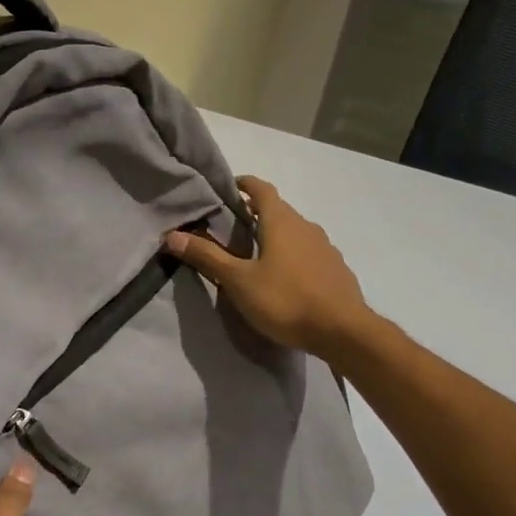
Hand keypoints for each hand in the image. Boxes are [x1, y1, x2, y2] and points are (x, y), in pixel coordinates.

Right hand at [164, 176, 373, 362]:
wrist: (343, 331)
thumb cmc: (286, 300)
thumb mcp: (239, 281)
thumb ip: (208, 257)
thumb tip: (172, 235)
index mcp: (281, 221)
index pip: (261, 189)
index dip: (243, 184)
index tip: (227, 189)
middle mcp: (306, 226)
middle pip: (278, 210)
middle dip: (255, 214)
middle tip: (231, 228)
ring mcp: (325, 248)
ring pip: (295, 233)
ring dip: (275, 237)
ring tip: (255, 256)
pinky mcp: (336, 270)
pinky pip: (309, 254)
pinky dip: (293, 257)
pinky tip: (284, 279)